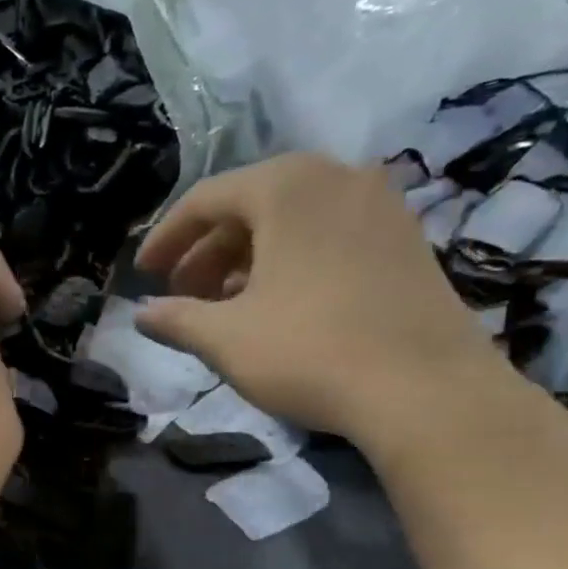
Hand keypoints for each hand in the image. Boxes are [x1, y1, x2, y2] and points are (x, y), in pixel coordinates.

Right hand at [134, 155, 515, 445]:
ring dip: (245, 259)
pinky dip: (289, 263)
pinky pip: (327, 236)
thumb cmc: (309, 351)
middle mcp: (336, 179)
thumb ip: (175, 318)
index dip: (165, 238)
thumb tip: (141, 314)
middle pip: (250, 205)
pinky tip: (275, 306)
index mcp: (286, 187)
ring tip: (221, 305)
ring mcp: (379, 206)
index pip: (205, 199)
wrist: (426, 390)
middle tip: (180, 294)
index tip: (143, 275)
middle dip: (206, 251)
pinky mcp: (405, 241)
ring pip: (290, 222)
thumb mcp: (225, 337)